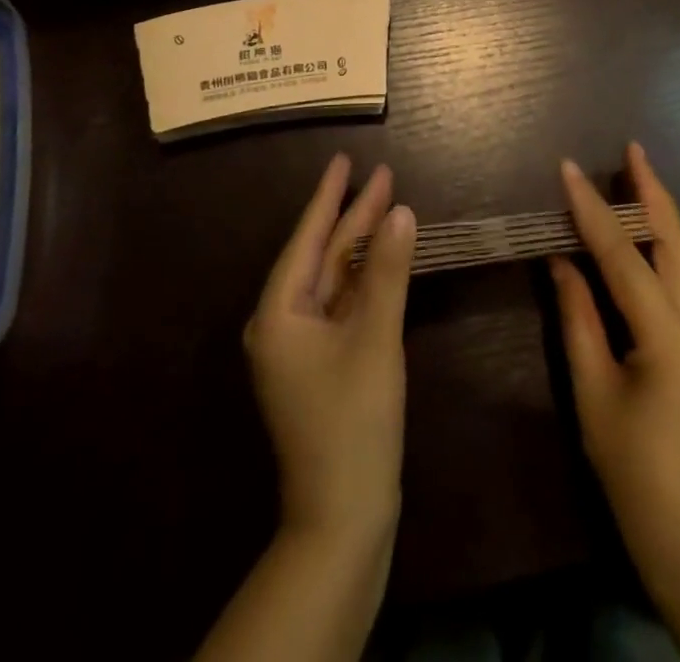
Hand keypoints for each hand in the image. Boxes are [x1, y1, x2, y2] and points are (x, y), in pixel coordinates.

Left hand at [244, 154, 416, 546]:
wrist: (343, 520)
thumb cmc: (353, 424)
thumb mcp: (374, 339)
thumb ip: (387, 272)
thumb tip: (401, 211)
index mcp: (278, 314)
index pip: (307, 238)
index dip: (330, 196)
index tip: (345, 159)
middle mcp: (282, 323)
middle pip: (323, 256)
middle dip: (353, 216)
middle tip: (382, 174)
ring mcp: (301, 347)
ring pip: (334, 280)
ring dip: (361, 246)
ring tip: (388, 204)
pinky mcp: (322, 365)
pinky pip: (342, 305)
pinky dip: (364, 280)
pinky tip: (384, 259)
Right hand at [550, 143, 679, 573]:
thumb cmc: (632, 469)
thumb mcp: (593, 391)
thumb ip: (577, 318)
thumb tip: (562, 261)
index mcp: (670, 337)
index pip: (624, 256)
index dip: (592, 210)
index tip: (568, 168)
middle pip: (676, 242)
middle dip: (652, 191)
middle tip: (632, 148)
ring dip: (662, 213)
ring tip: (639, 173)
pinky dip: (667, 245)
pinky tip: (649, 232)